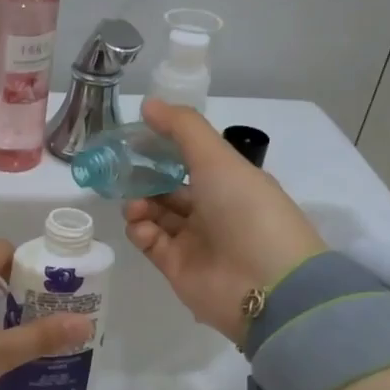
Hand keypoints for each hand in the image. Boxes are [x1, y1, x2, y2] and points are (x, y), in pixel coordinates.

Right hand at [123, 99, 327, 344]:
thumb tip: (147, 104)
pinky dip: (140, 230)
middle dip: (144, 179)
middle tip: (122, 171)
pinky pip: (150, 243)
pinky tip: (140, 225)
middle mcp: (213, 211)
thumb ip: (182, 129)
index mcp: (230, 183)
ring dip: (139, 204)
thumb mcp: (217, 159)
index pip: (191, 161)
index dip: (163, 149)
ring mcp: (195, 241)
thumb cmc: (246, 211)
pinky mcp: (176, 268)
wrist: (267, 285)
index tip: (135, 139)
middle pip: (169, 189)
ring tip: (134, 204)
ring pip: (156, 215)